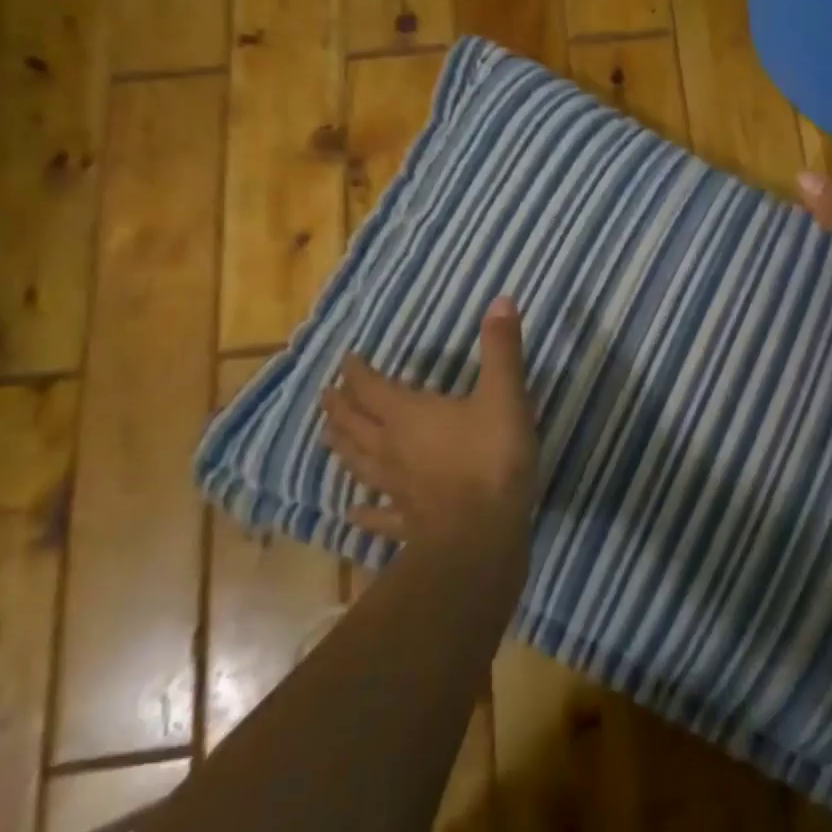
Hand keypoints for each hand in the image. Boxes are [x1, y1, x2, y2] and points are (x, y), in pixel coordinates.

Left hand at [321, 297, 538, 545]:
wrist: (482, 533)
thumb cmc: (492, 458)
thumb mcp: (505, 395)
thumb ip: (501, 348)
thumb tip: (501, 299)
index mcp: (409, 415)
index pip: (371, 388)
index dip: (357, 372)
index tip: (346, 360)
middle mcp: (392, 449)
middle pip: (355, 424)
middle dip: (340, 406)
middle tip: (326, 394)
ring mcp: (395, 489)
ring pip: (358, 464)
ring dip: (342, 447)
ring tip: (327, 437)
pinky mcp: (407, 522)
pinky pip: (377, 515)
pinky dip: (363, 512)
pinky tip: (352, 511)